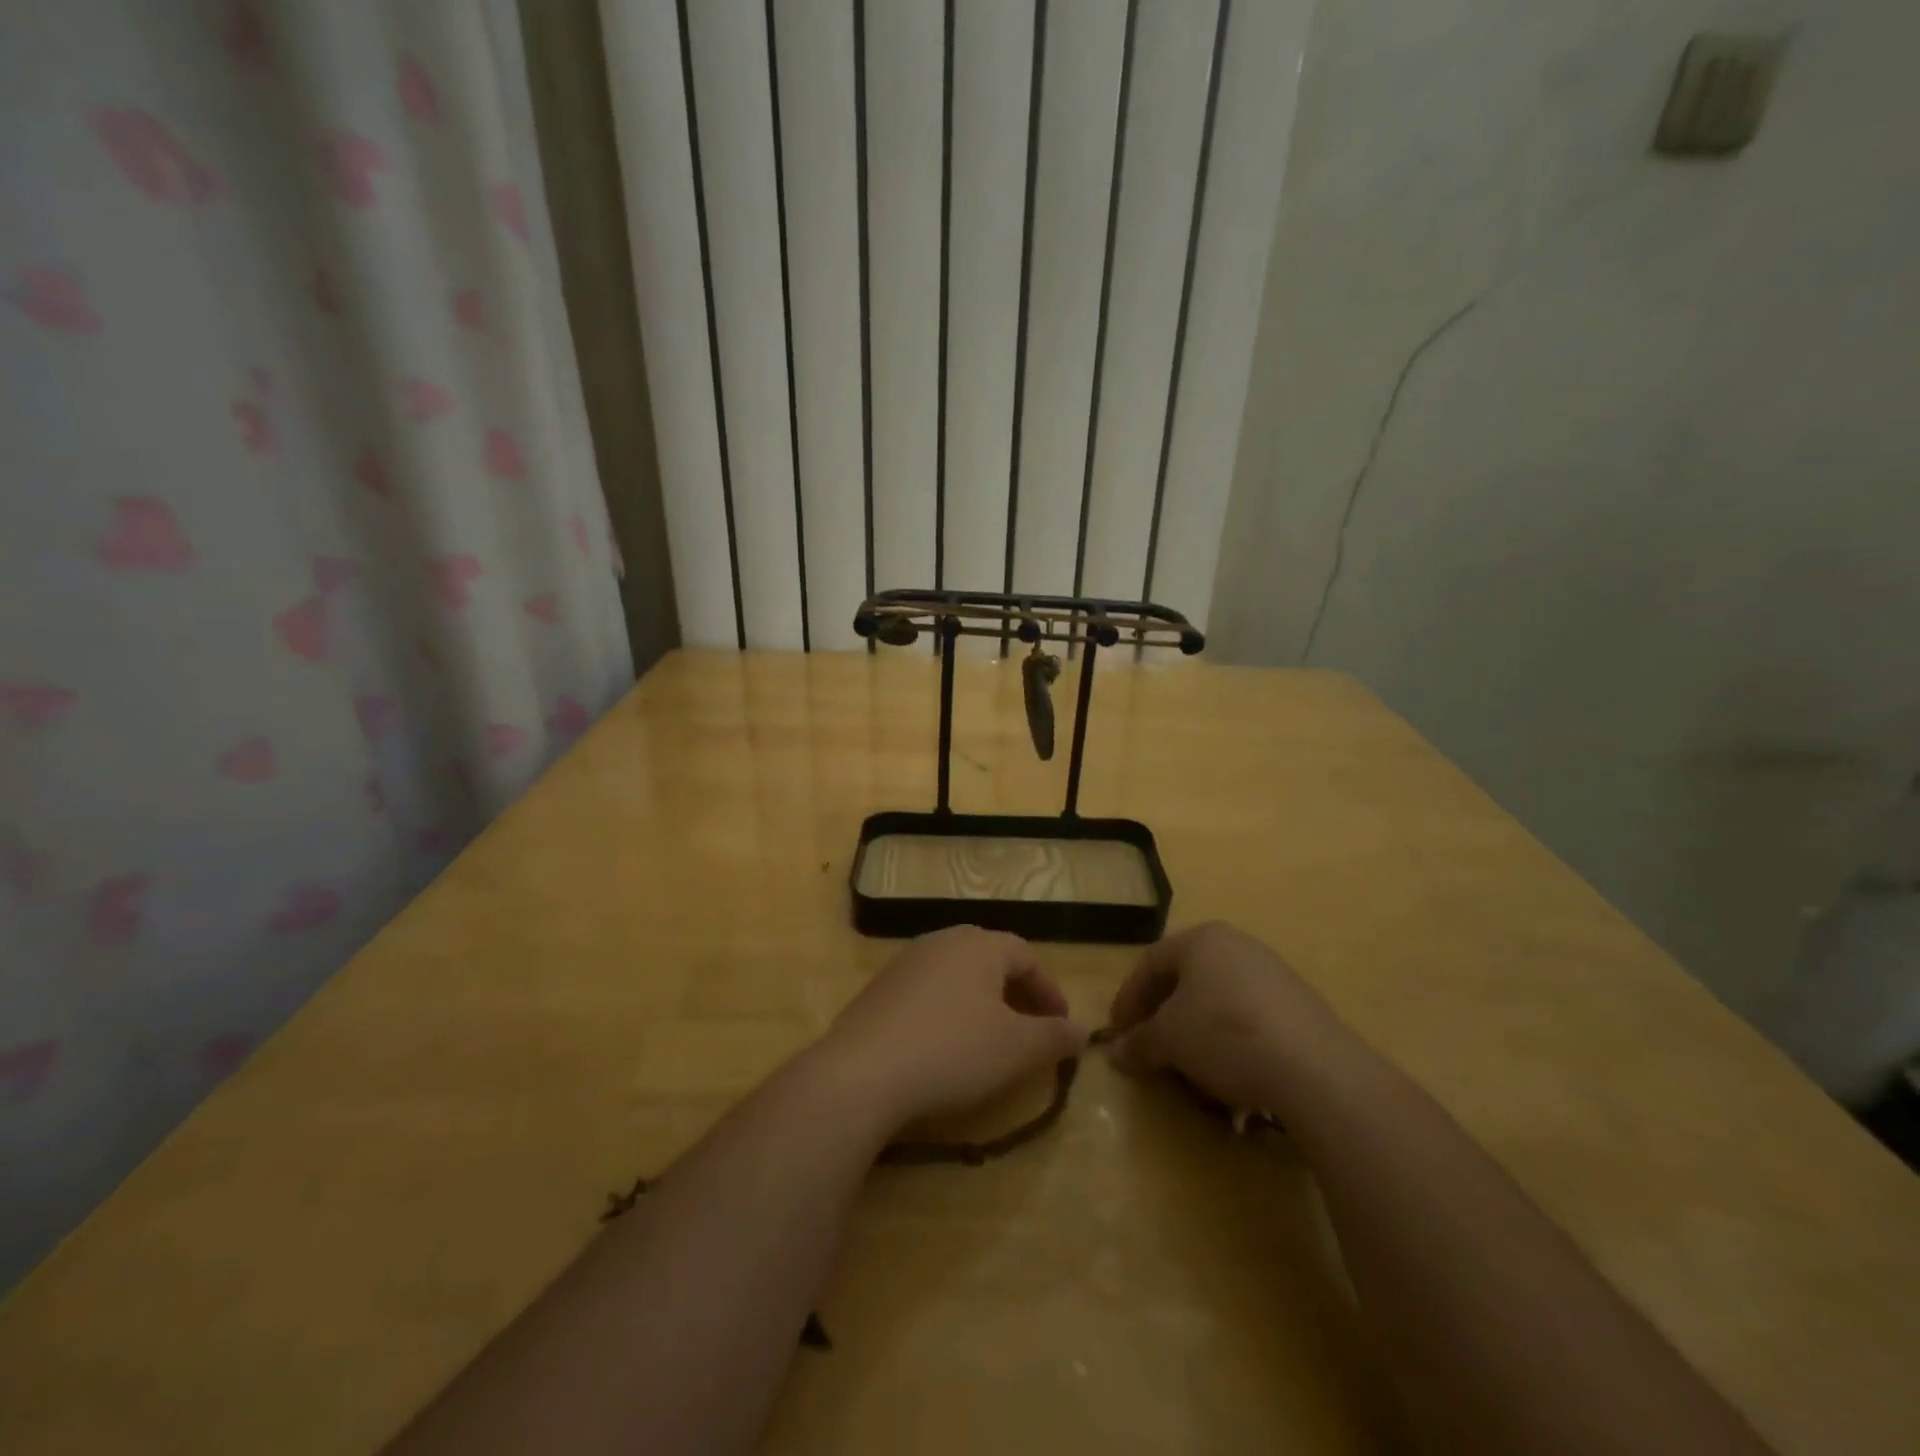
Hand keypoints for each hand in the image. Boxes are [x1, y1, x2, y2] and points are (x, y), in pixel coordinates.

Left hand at [819, 927, 1088, 1128]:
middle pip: (990, 959)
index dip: (1050, 991)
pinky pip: (927, 992)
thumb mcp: (1017, 1049)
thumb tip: (1083, 1029)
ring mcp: (905, 962)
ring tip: (990, 1039)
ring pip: (957, 974)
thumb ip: (1055, 1036)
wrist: (862, 1073)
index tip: (1062, 1027)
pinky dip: (947, 1011)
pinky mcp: (878, 989)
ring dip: (981, 1001)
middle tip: (1030, 1029)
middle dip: (1016, 992)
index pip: (1027, 956)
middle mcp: (942, 941)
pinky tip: (943, 1046)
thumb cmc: (953, 1052)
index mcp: (980, 945)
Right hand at [1107, 922, 1352, 1111]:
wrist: (1314, 1068)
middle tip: (1149, 1042)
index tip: (1118, 1031)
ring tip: (1188, 1061)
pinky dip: (1229, 1037)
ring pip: (1218, 996)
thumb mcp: (1169, 1040)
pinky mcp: (1300, 1003)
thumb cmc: (1224, 1035)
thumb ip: (1138, 1043)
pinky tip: (1230, 1068)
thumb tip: (1116, 1052)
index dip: (1128, 997)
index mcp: (1201, 939)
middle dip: (1162, 1011)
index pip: (1150, 963)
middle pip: (1186, 976)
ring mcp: (1273, 971)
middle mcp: (1237, 944)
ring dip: (1196, 1027)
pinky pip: (1249, 1015)